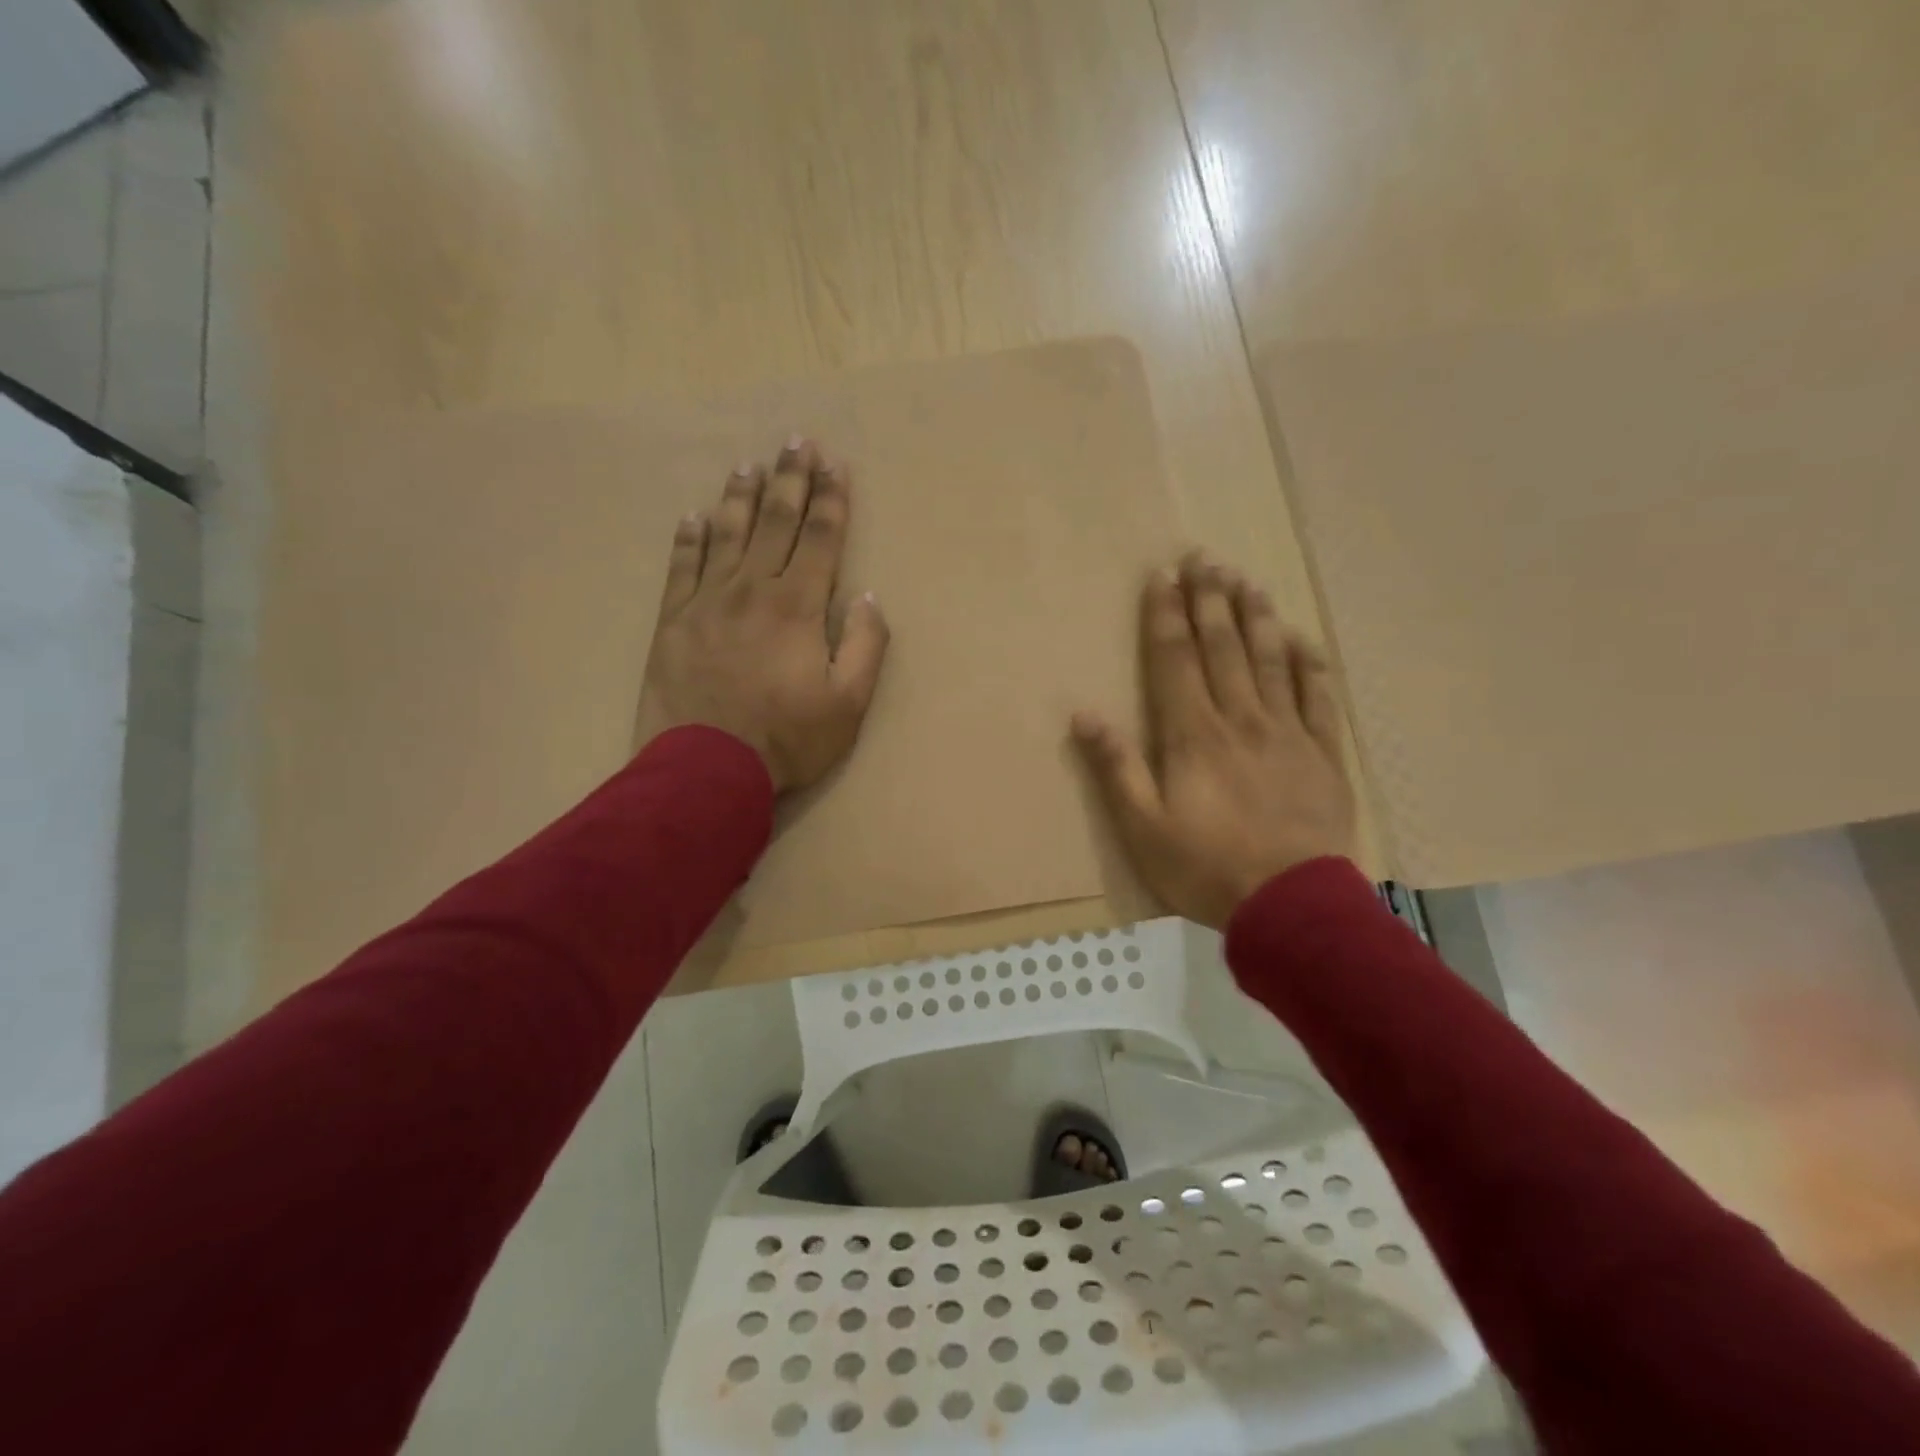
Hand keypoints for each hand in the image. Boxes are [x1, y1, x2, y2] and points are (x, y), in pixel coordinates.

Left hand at [635, 439, 888, 792]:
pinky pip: (682, 567)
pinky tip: (693, 517)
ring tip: (748, 465)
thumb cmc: (787, 739)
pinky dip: (689, 539)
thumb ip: (865, 645)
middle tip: (796, 442)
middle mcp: (753, 589)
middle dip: (790, 480)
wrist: (706, 769)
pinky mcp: (673, 621)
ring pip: (727, 535)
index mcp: (798, 606)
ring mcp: (707, 602)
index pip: (821, 538)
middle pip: (775, 522)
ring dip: (741, 497)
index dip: (831, 500)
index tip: (836, 465)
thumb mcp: (849, 703)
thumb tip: (867, 596)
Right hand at [1072, 552, 1356, 927]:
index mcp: (1193, 734)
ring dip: (1256, 617)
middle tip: (1204, 558)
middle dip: (1210, 599)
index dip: (1166, 615)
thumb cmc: (1205, 868)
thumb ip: (1115, 768)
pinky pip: (1318, 697)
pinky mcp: (1323, 754)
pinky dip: (1309, 664)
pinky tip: (1303, 639)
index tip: (1162, 577)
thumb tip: (1084, 714)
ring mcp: (1287, 732)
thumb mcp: (1141, 827)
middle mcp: (1240, 718)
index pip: (1175, 659)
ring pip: (1271, 660)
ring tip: (1247, 580)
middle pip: (1223, 647)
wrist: (1291, 905)